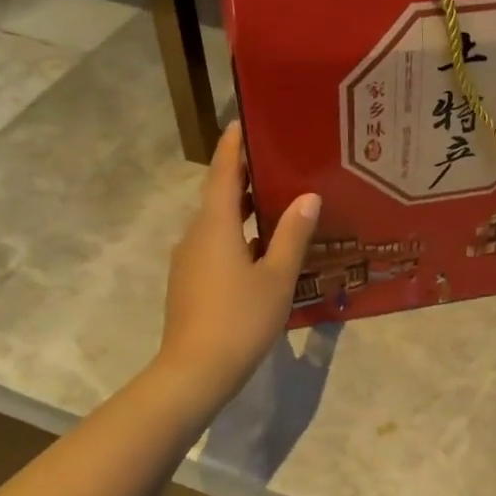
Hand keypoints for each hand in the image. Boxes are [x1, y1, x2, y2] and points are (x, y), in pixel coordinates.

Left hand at [156, 122, 320, 410]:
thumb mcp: (277, 277)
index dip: (231, 147)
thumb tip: (307, 197)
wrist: (195, 372)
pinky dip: (237, 239)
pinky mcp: (189, 284)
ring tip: (277, 206)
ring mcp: (188, 262)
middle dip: (243, 179)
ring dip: (242, 212)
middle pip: (218, 197)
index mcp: (215, 226)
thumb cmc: (240, 319)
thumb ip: (292, 235)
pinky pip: (215, 248)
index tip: (240, 123)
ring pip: (217, 226)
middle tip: (276, 165)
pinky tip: (263, 252)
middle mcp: (195, 236)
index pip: (222, 173)